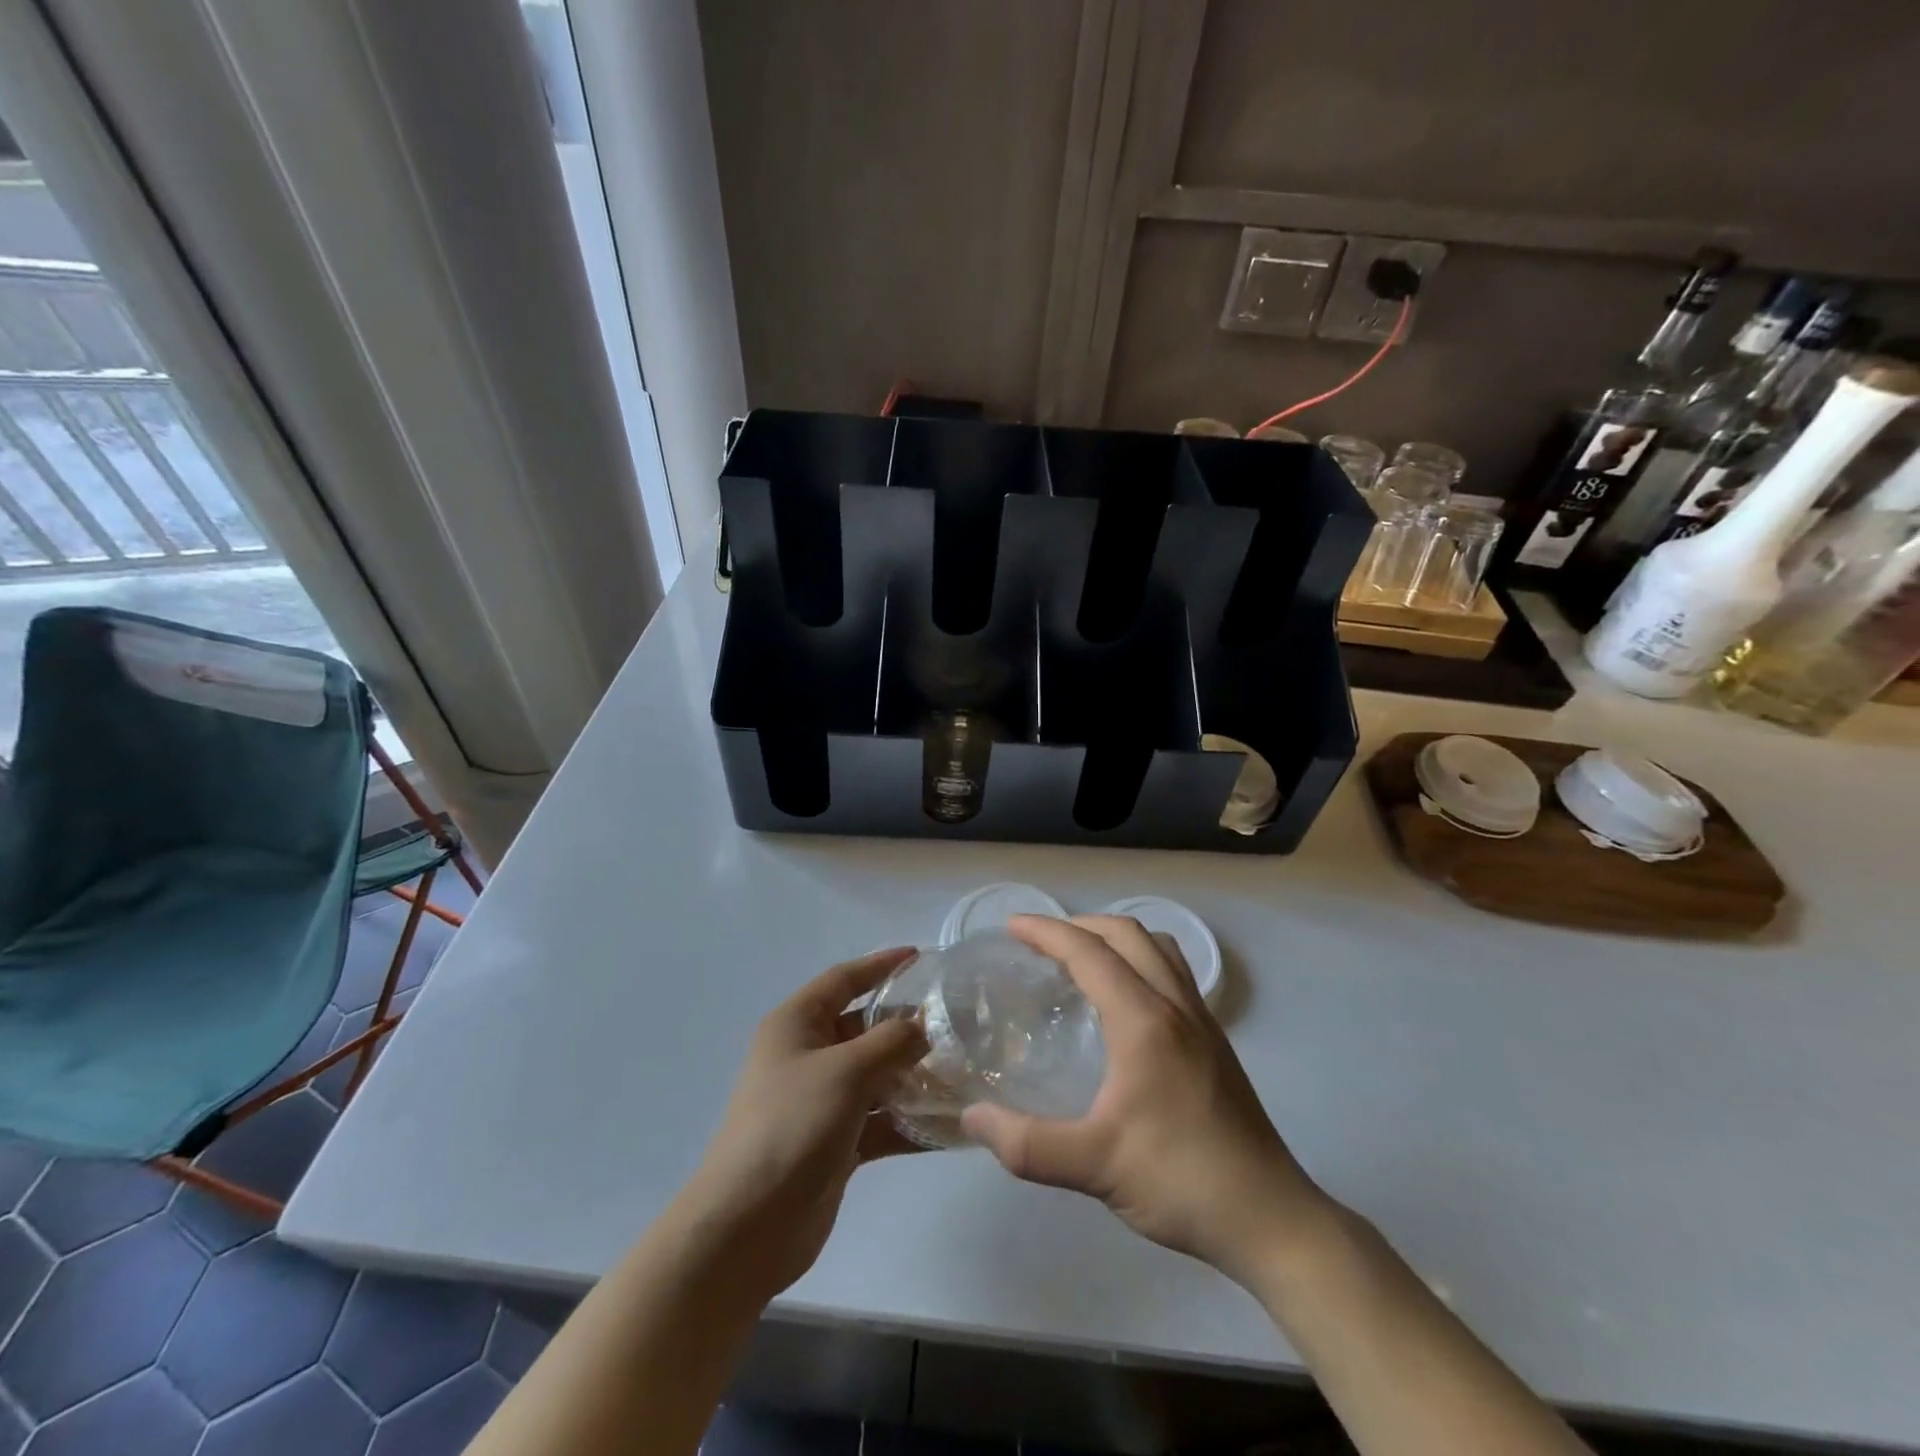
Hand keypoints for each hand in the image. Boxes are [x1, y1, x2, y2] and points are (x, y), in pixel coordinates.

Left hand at [676, 949, 928, 1303]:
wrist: (747, 1227)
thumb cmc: (792, 1126)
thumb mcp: (846, 1071)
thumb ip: (892, 1041)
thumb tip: (926, 1024)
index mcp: (797, 1024)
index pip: (844, 980)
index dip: (881, 965)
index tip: (921, 956)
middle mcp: (807, 1055)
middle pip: (865, 1028)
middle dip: (907, 1027)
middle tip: (957, 1025)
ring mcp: (820, 1101)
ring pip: (876, 1076)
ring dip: (913, 1076)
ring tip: (961, 1073)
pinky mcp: (834, 1142)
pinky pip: (878, 1121)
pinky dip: (907, 1121)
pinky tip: (948, 1127)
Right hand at [961, 916, 1331, 1286]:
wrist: (1270, 1218)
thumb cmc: (1181, 1182)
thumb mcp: (1094, 1166)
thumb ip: (1027, 1144)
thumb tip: (972, 1119)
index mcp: (1144, 1021)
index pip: (1089, 952)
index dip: (1047, 932)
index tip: (1012, 927)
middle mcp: (1176, 1005)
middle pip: (1127, 934)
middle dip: (1080, 925)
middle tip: (1041, 942)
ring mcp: (1202, 1020)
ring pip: (1158, 948)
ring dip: (1116, 937)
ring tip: (1083, 959)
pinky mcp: (1215, 1041)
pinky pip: (1173, 972)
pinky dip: (1141, 960)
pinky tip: (1125, 1001)